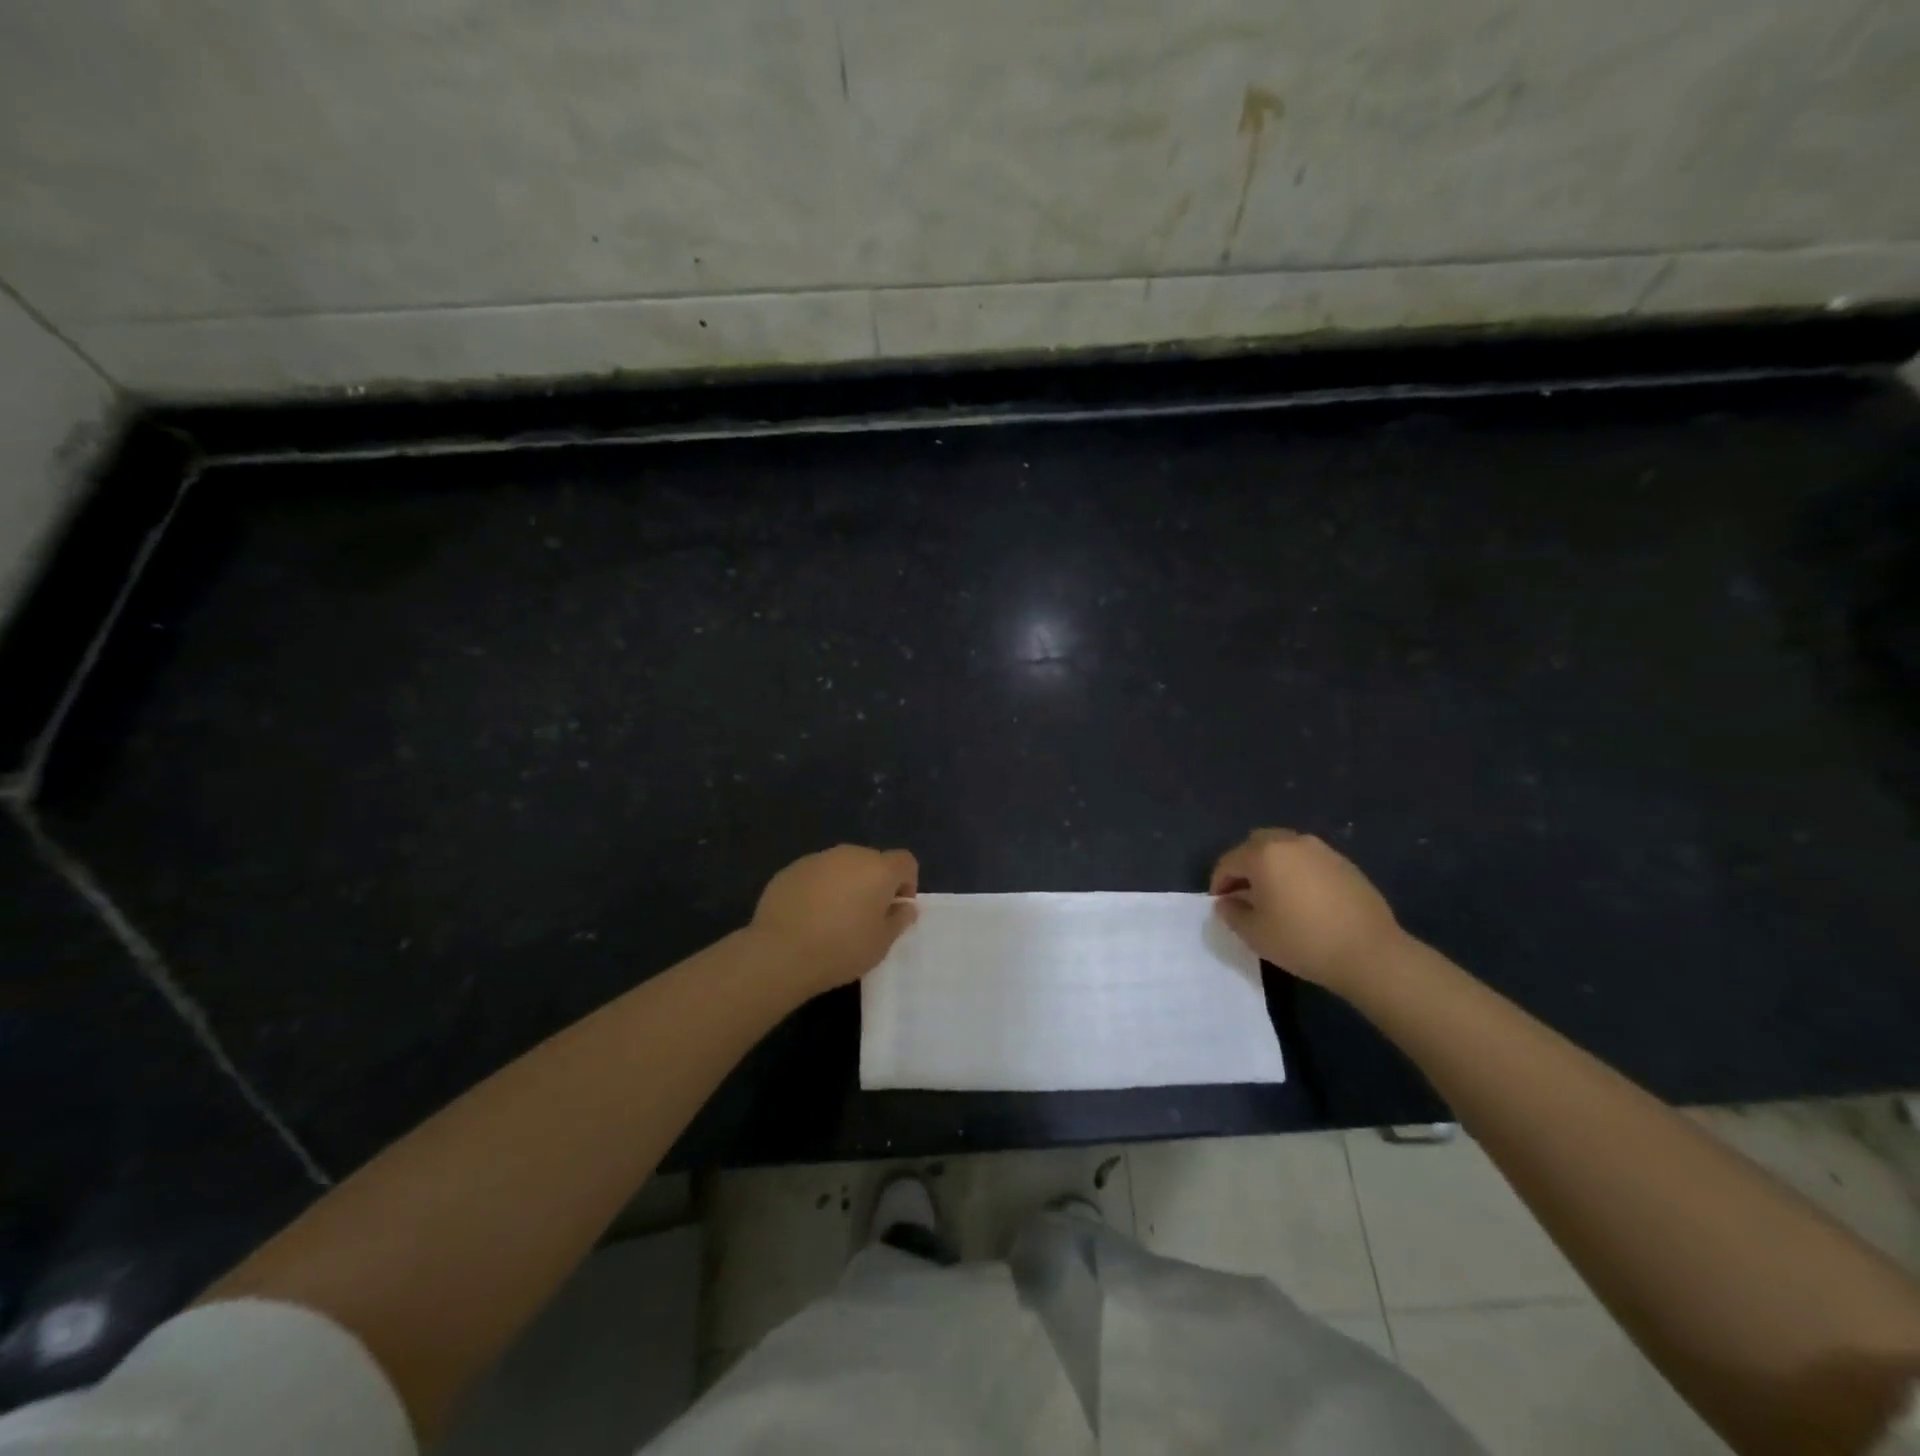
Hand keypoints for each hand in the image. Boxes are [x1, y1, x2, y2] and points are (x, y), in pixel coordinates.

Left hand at [749, 844, 918, 997]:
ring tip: (833, 918)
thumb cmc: (841, 949)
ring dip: (846, 884)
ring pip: (842, 866)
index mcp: (879, 869)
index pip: (905, 862)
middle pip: (872, 862)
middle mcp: (850, 855)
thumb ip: (899, 919)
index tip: (895, 909)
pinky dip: (819, 889)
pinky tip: (808, 917)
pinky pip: (816, 875)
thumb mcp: (882, 943)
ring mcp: (818, 859)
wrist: (781, 952)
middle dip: (874, 883)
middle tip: (865, 916)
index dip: (907, 883)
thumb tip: (904, 906)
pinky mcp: (791, 869)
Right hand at [1210, 828, 1404, 993]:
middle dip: (1244, 866)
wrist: (1370, 953)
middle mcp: (1290, 842)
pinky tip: (1303, 899)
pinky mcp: (1344, 863)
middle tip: (1243, 894)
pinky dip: (1296, 872)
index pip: (1229, 861)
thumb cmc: (1303, 941)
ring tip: (1274, 895)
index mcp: (1264, 854)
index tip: (1220, 904)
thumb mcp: (1255, 934)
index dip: (1219, 882)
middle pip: (1255, 845)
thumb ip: (1232, 914)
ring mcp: (1321, 850)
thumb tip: (1227, 902)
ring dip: (1271, 866)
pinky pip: (1308, 860)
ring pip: (1284, 849)